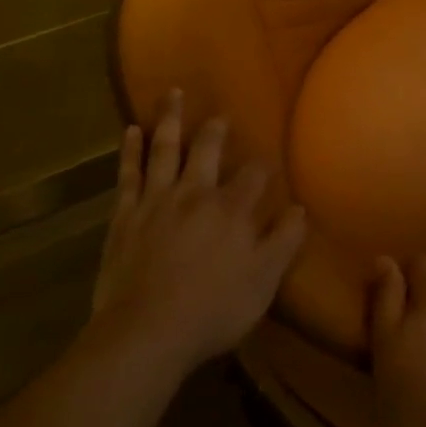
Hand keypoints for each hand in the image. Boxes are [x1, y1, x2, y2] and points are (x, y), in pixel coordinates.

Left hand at [92, 89, 307, 375]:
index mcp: (231, 209)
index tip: (266, 163)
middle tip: (220, 114)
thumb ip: (284, 242)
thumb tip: (300, 208)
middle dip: (215, 129)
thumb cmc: (211, 311)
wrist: (145, 333)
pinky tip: (131, 130)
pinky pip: (128, 174)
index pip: (254, 175)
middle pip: (207, 149)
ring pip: (165, 149)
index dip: (262, 167)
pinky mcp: (125, 215)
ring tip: (173, 93)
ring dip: (170, 119)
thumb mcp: (263, 282)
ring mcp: (156, 200)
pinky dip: (130, 151)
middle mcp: (195, 193)